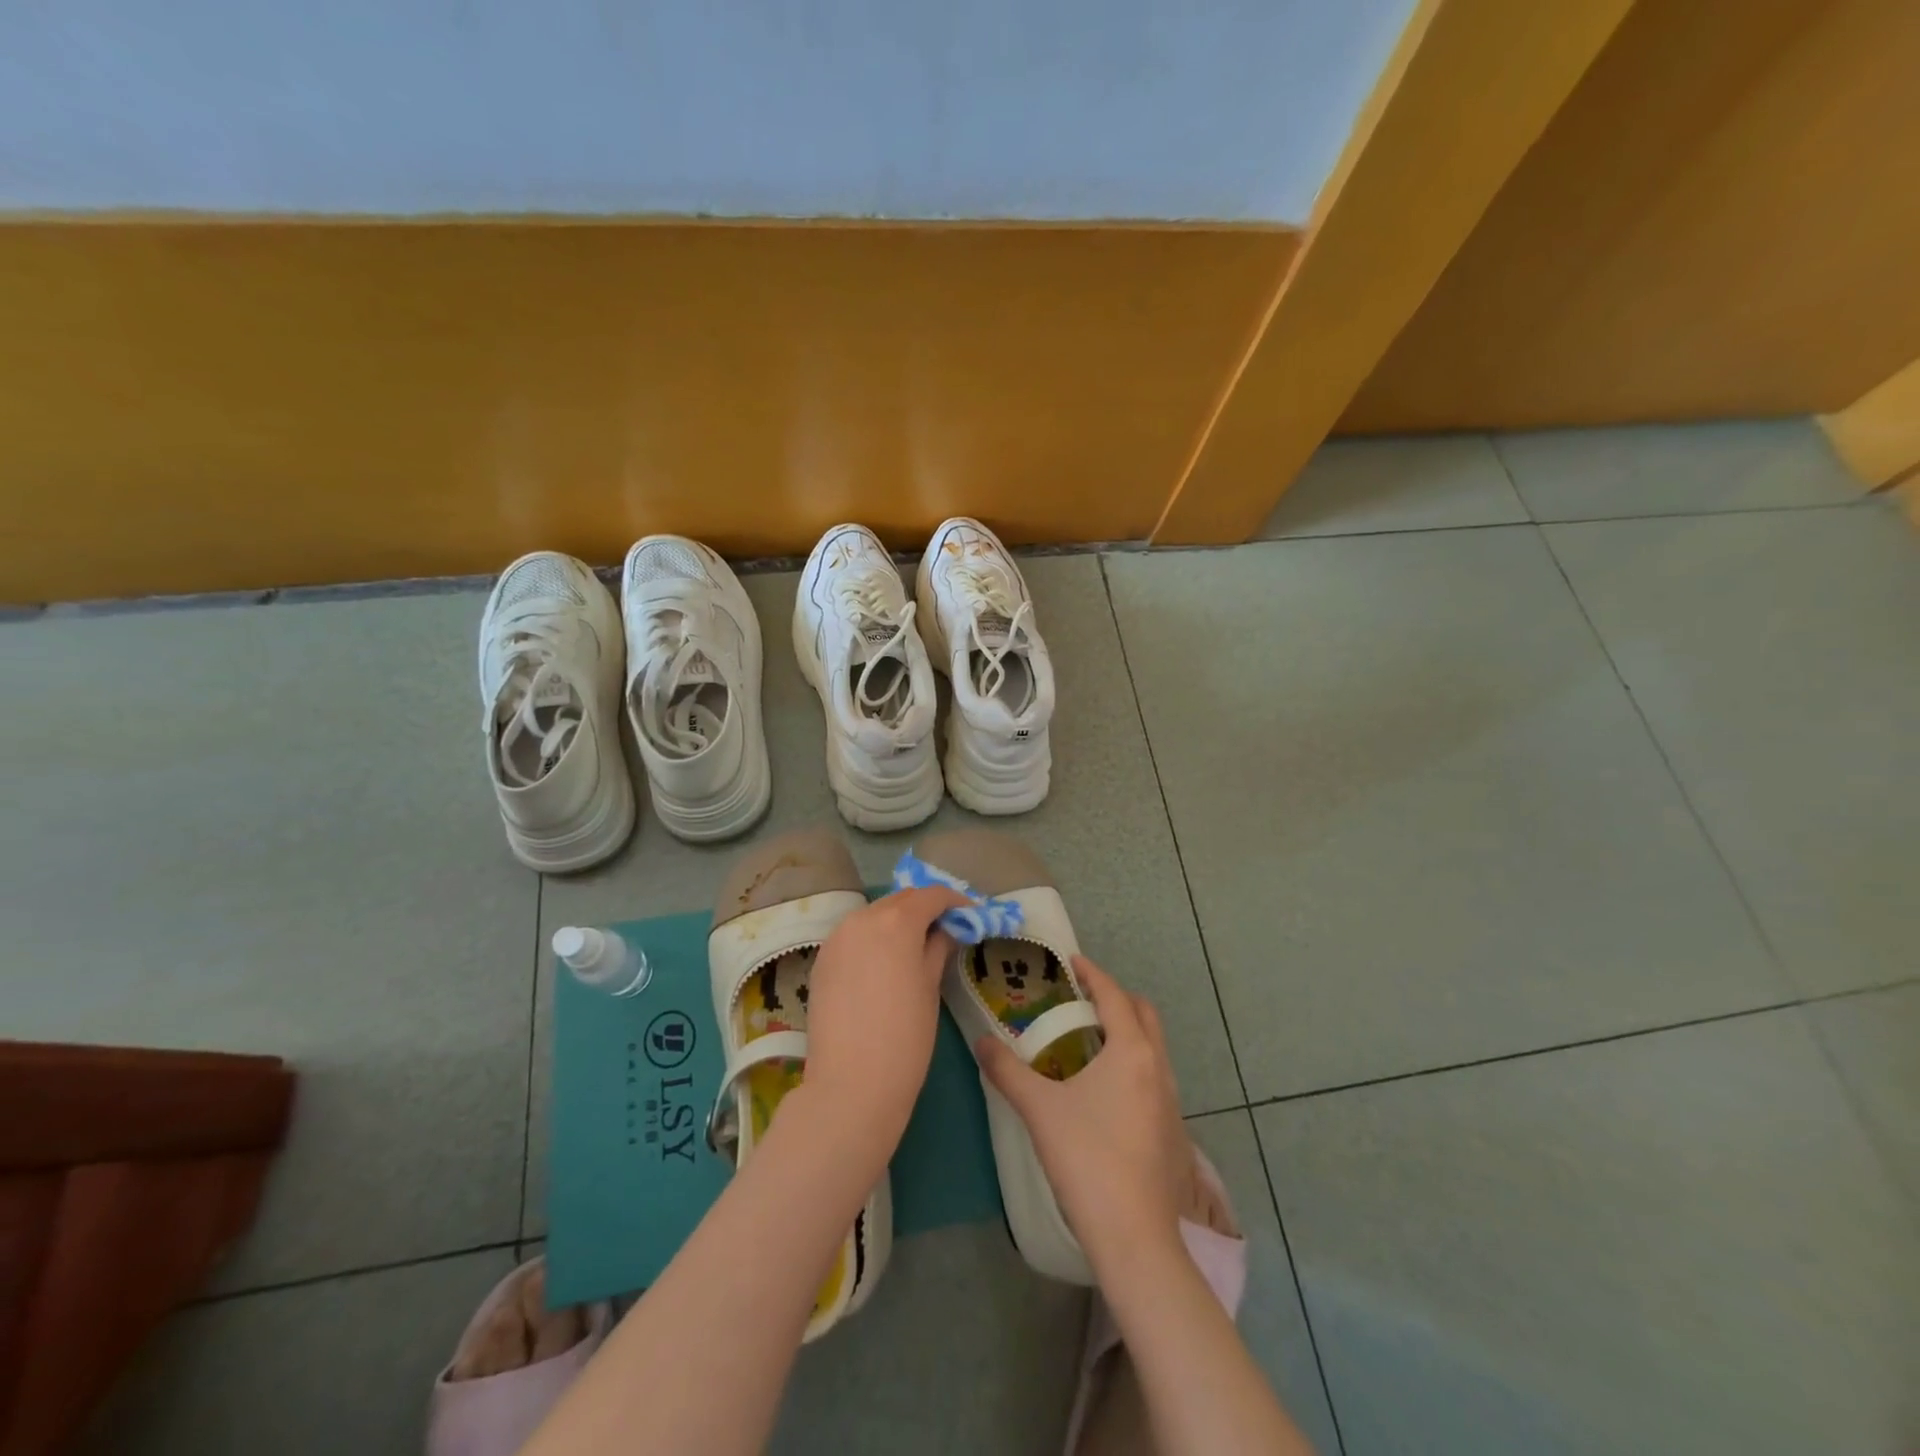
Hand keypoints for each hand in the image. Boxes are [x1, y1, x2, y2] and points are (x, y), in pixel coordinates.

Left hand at [802, 886, 968, 1147]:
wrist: (850, 1085)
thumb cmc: (905, 1037)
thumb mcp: (931, 987)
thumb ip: (938, 947)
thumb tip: (946, 930)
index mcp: (896, 921)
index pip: (932, 895)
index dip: (955, 902)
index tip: (971, 916)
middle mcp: (862, 918)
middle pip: (900, 900)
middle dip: (925, 908)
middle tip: (947, 929)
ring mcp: (836, 937)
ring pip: (874, 915)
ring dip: (897, 921)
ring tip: (916, 946)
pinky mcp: (822, 959)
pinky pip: (854, 935)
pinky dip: (873, 938)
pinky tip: (885, 963)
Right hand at [974, 956, 1193, 1274]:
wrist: (1134, 1236)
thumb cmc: (1087, 1158)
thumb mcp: (1039, 1109)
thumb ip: (1007, 1071)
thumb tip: (981, 1042)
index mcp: (1131, 1051)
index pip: (1114, 995)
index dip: (1093, 974)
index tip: (1072, 962)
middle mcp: (1157, 1066)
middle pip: (1143, 1013)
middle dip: (1116, 998)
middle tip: (1081, 999)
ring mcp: (1171, 1098)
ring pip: (1152, 1045)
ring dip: (1126, 1030)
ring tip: (1089, 1039)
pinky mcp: (1172, 1128)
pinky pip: (1154, 1074)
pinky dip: (1132, 1061)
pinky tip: (1105, 1088)